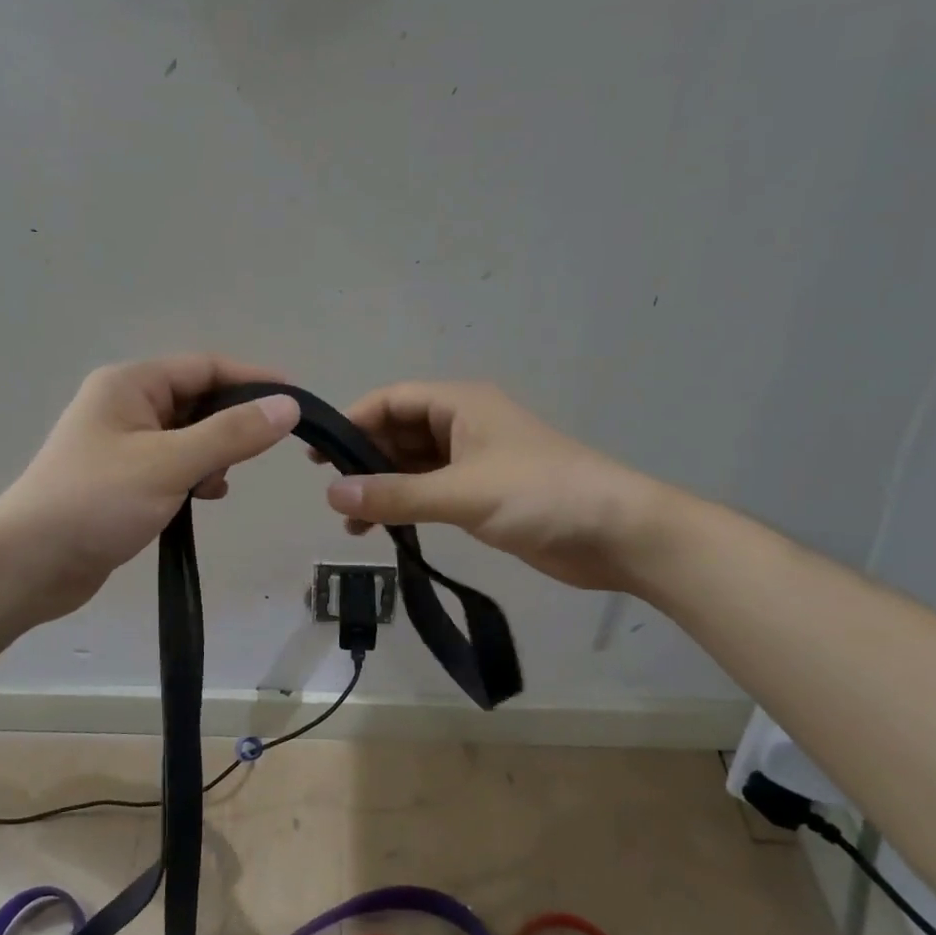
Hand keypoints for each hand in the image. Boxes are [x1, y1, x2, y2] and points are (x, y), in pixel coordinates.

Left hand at [0, 355, 299, 623]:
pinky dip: (194, 476)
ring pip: (187, 436)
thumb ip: (231, 434)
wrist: (28, 566)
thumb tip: (287, 406)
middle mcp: (124, 405)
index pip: (205, 367)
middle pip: (197, 400)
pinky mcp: (121, 479)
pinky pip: (172, 465)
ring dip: (213, 455)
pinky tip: (203, 498)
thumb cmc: (96, 502)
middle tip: (260, 453)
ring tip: (218, 485)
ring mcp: (120, 444)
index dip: (252, 380)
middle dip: (231, 424)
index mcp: (129, 385)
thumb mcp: (169, 464)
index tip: (296, 400)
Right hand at [318, 381, 677, 593]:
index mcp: (460, 405)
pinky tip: (386, 530)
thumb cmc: (540, 495)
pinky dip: (407, 505)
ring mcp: (474, 460)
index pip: (390, 401)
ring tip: (352, 524)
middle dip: (364, 461)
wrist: (617, 533)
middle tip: (332, 495)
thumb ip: (395, 495)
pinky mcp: (484, 494)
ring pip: (413, 465)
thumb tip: (331, 495)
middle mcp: (463, 425)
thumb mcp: (461, 493)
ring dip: (383, 488)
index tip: (318, 458)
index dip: (352, 423)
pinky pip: (432, 491)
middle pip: (398, 432)